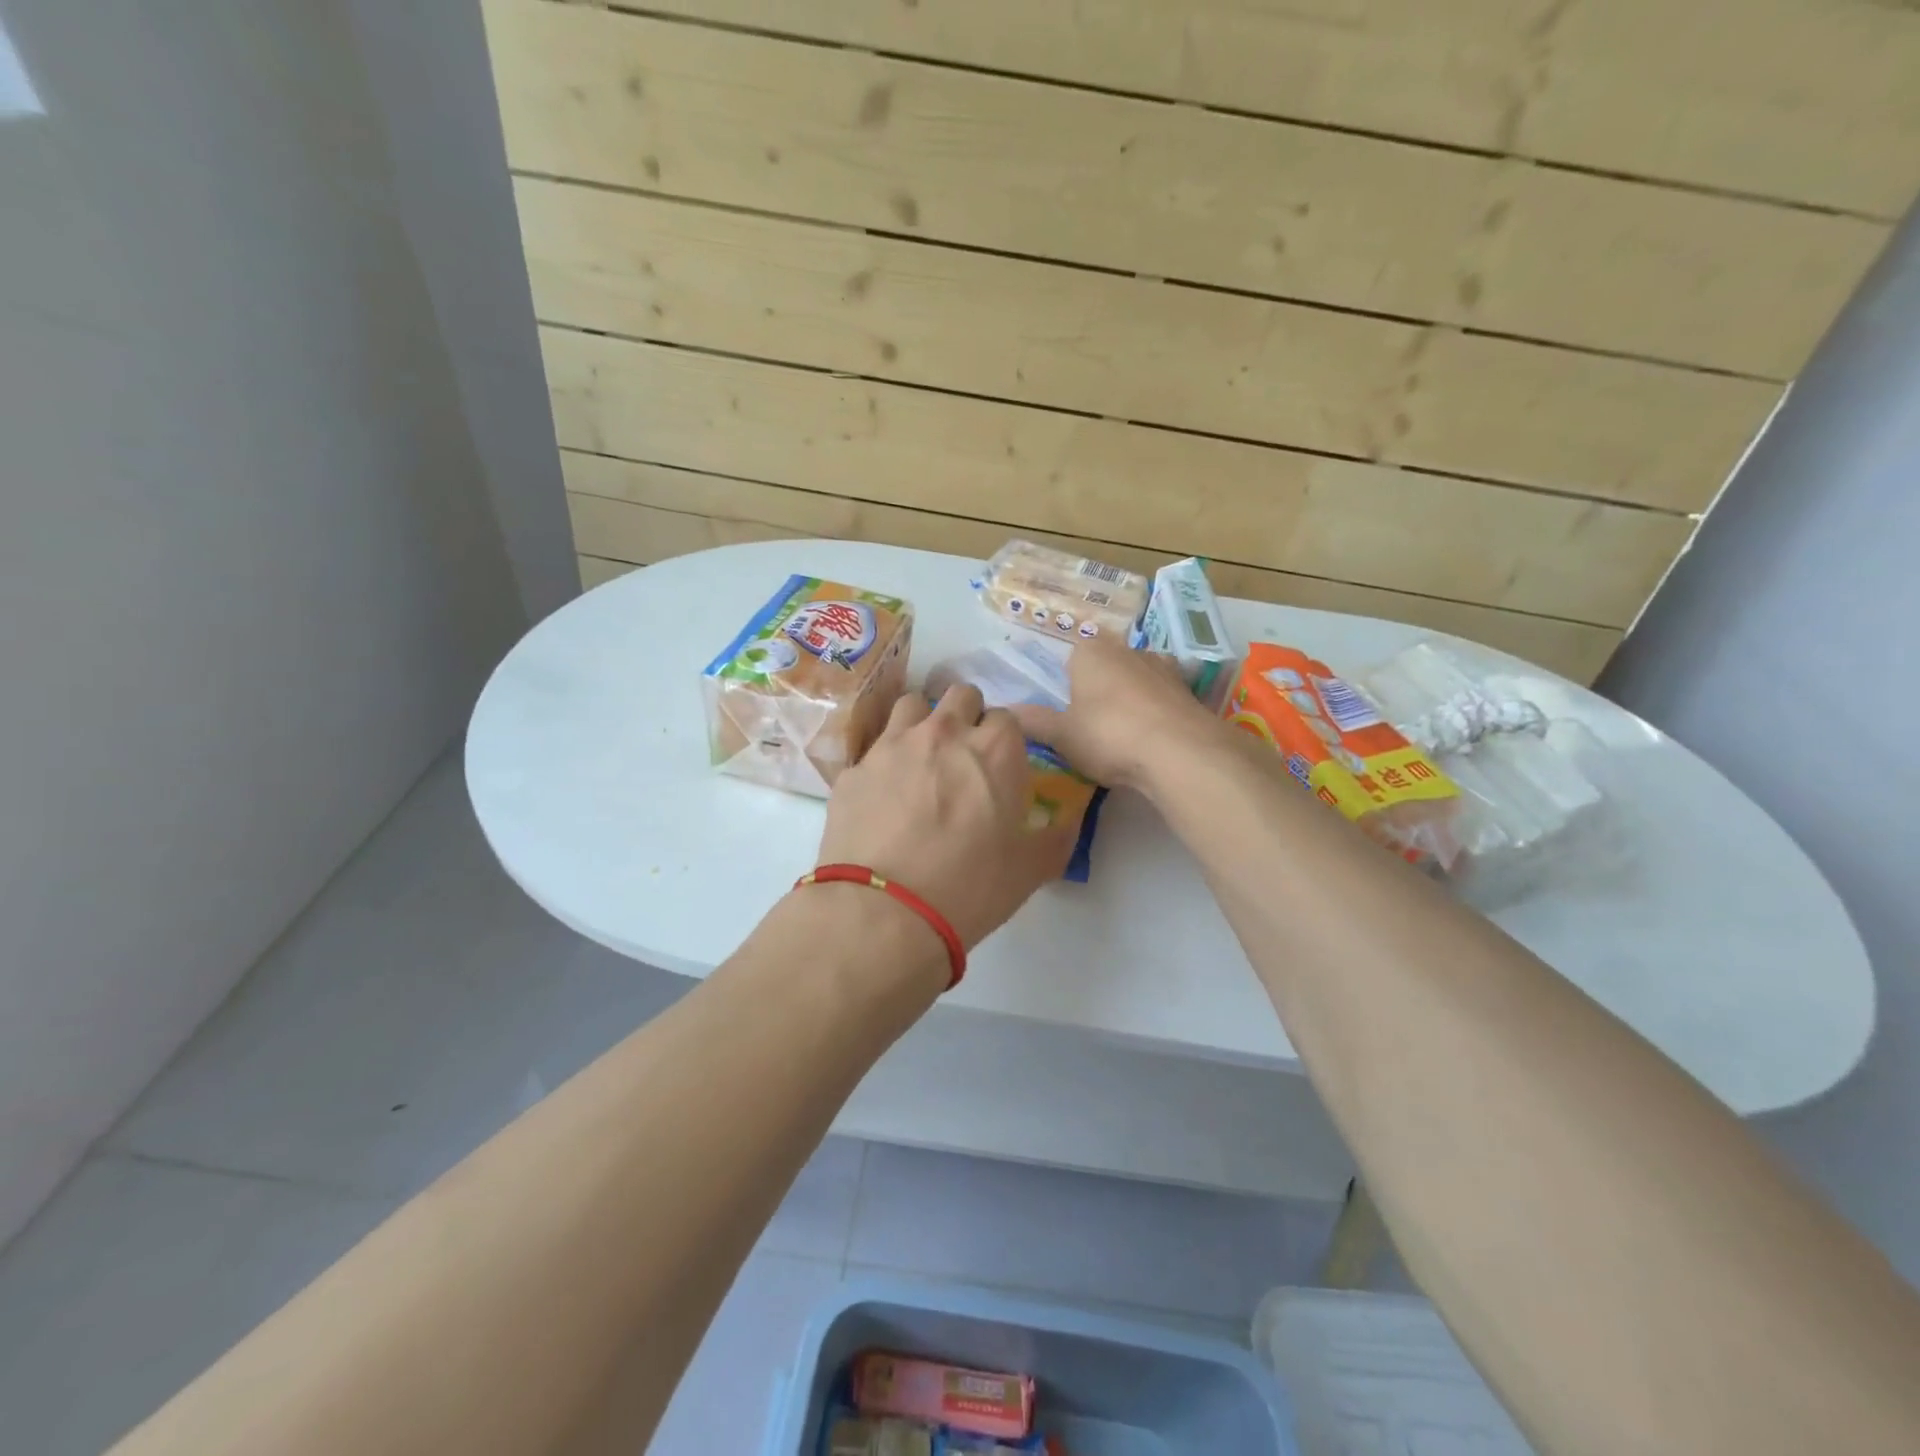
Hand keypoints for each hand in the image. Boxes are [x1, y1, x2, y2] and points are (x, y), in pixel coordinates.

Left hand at [818, 683, 1077, 949]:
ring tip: (920, 759)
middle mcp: (944, 733)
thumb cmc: (969, 888)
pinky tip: (882, 793)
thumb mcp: (1029, 871)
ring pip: (912, 705)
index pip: (1007, 718)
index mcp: (995, 750)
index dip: (1005, 740)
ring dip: (922, 722)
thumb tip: (1068, 823)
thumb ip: (1055, 838)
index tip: (1000, 767)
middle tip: (963, 756)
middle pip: (960, 695)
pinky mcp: (854, 768)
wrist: (884, 911)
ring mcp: (893, 745)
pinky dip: (883, 760)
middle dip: (966, 716)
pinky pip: (873, 747)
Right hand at [1009, 637, 1223, 790]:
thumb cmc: (1108, 735)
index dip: (1068, 685)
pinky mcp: (1188, 690)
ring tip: (1125, 736)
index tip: (1068, 713)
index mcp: (1091, 652)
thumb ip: (1034, 722)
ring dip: (1131, 699)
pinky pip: (1163, 698)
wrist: (1180, 752)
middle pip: (1107, 666)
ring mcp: (1163, 666)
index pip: (1072, 657)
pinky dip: (1157, 712)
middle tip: (1093, 727)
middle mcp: (1127, 649)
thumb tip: (1006, 712)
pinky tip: (1153, 740)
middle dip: (1100, 690)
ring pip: (1137, 679)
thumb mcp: (1062, 735)